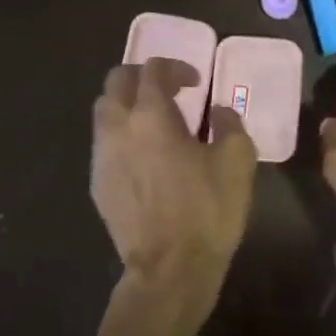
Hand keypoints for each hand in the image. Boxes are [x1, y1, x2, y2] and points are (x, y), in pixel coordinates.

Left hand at [92, 58, 256, 307]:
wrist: (169, 268)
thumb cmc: (207, 210)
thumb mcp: (238, 161)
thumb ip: (229, 123)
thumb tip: (218, 111)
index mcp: (151, 116)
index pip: (152, 70)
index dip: (175, 67)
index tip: (195, 82)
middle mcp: (118, 128)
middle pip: (116, 82)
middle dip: (141, 77)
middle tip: (167, 90)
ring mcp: (102, 157)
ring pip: (104, 112)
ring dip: (126, 105)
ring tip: (153, 121)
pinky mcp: (97, 184)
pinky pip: (104, 144)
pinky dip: (121, 136)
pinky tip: (143, 156)